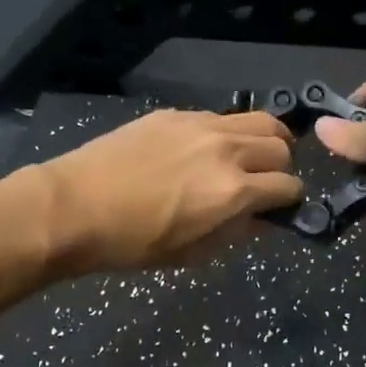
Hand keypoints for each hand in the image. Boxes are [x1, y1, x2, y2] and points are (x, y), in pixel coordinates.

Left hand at [35, 109, 301, 273]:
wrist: (74, 207)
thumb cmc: (132, 243)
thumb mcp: (193, 252)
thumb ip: (236, 231)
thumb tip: (261, 217)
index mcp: (234, 191)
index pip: (288, 186)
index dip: (290, 200)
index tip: (281, 208)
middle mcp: (226, 150)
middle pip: (281, 146)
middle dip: (282, 167)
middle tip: (266, 182)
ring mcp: (201, 125)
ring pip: (259, 120)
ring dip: (266, 140)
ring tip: (254, 155)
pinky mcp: (176, 114)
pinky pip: (221, 117)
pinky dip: (229, 133)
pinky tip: (209, 148)